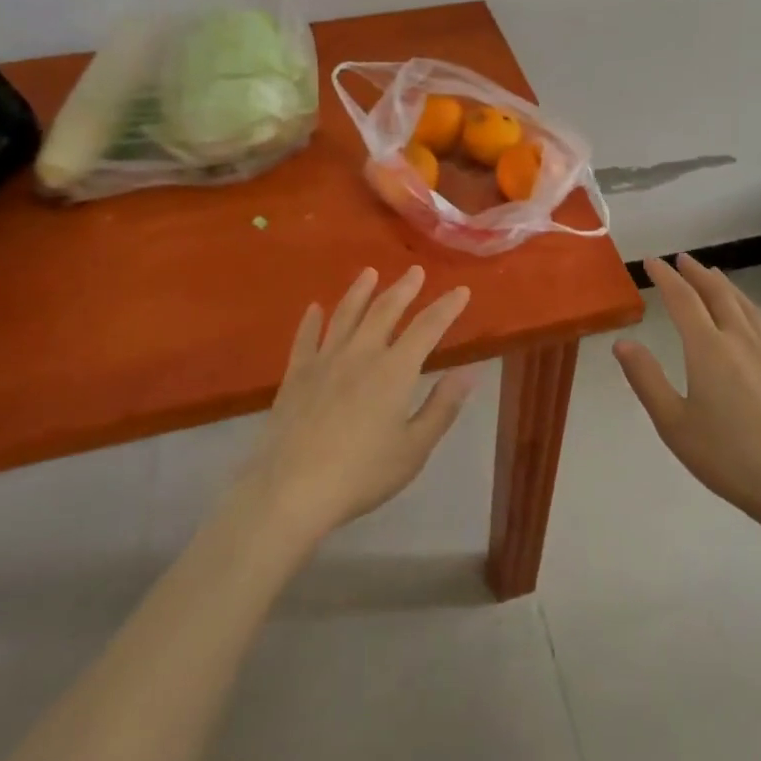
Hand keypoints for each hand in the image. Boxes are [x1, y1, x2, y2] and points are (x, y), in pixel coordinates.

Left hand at [238, 266, 476, 546]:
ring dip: (360, 291)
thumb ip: (442, 407)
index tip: (460, 290)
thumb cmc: (361, 474)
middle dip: (403, 288)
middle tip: (415, 271)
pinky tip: (314, 308)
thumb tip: (469, 372)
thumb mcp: (414, 448)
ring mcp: (324, 360)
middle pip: (385, 310)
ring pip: (345, 314)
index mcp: (395, 370)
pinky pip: (305, 337)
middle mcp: (361, 353)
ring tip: (369, 273)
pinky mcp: (296, 374)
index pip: (427, 327)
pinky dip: (312, 320)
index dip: (446, 307)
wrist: (291, 488)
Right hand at [614, 256, 760, 545]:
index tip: (651, 261)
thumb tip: (622, 342)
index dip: (665, 277)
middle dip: (696, 273)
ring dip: (723, 284)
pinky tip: (750, 312)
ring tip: (712, 275)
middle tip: (682, 259)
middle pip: (717, 293)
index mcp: (708, 348)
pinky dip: (747, 304)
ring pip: (743, 303)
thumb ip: (646, 379)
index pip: (683, 299)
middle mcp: (738, 339)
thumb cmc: (729, 456)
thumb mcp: (674, 424)